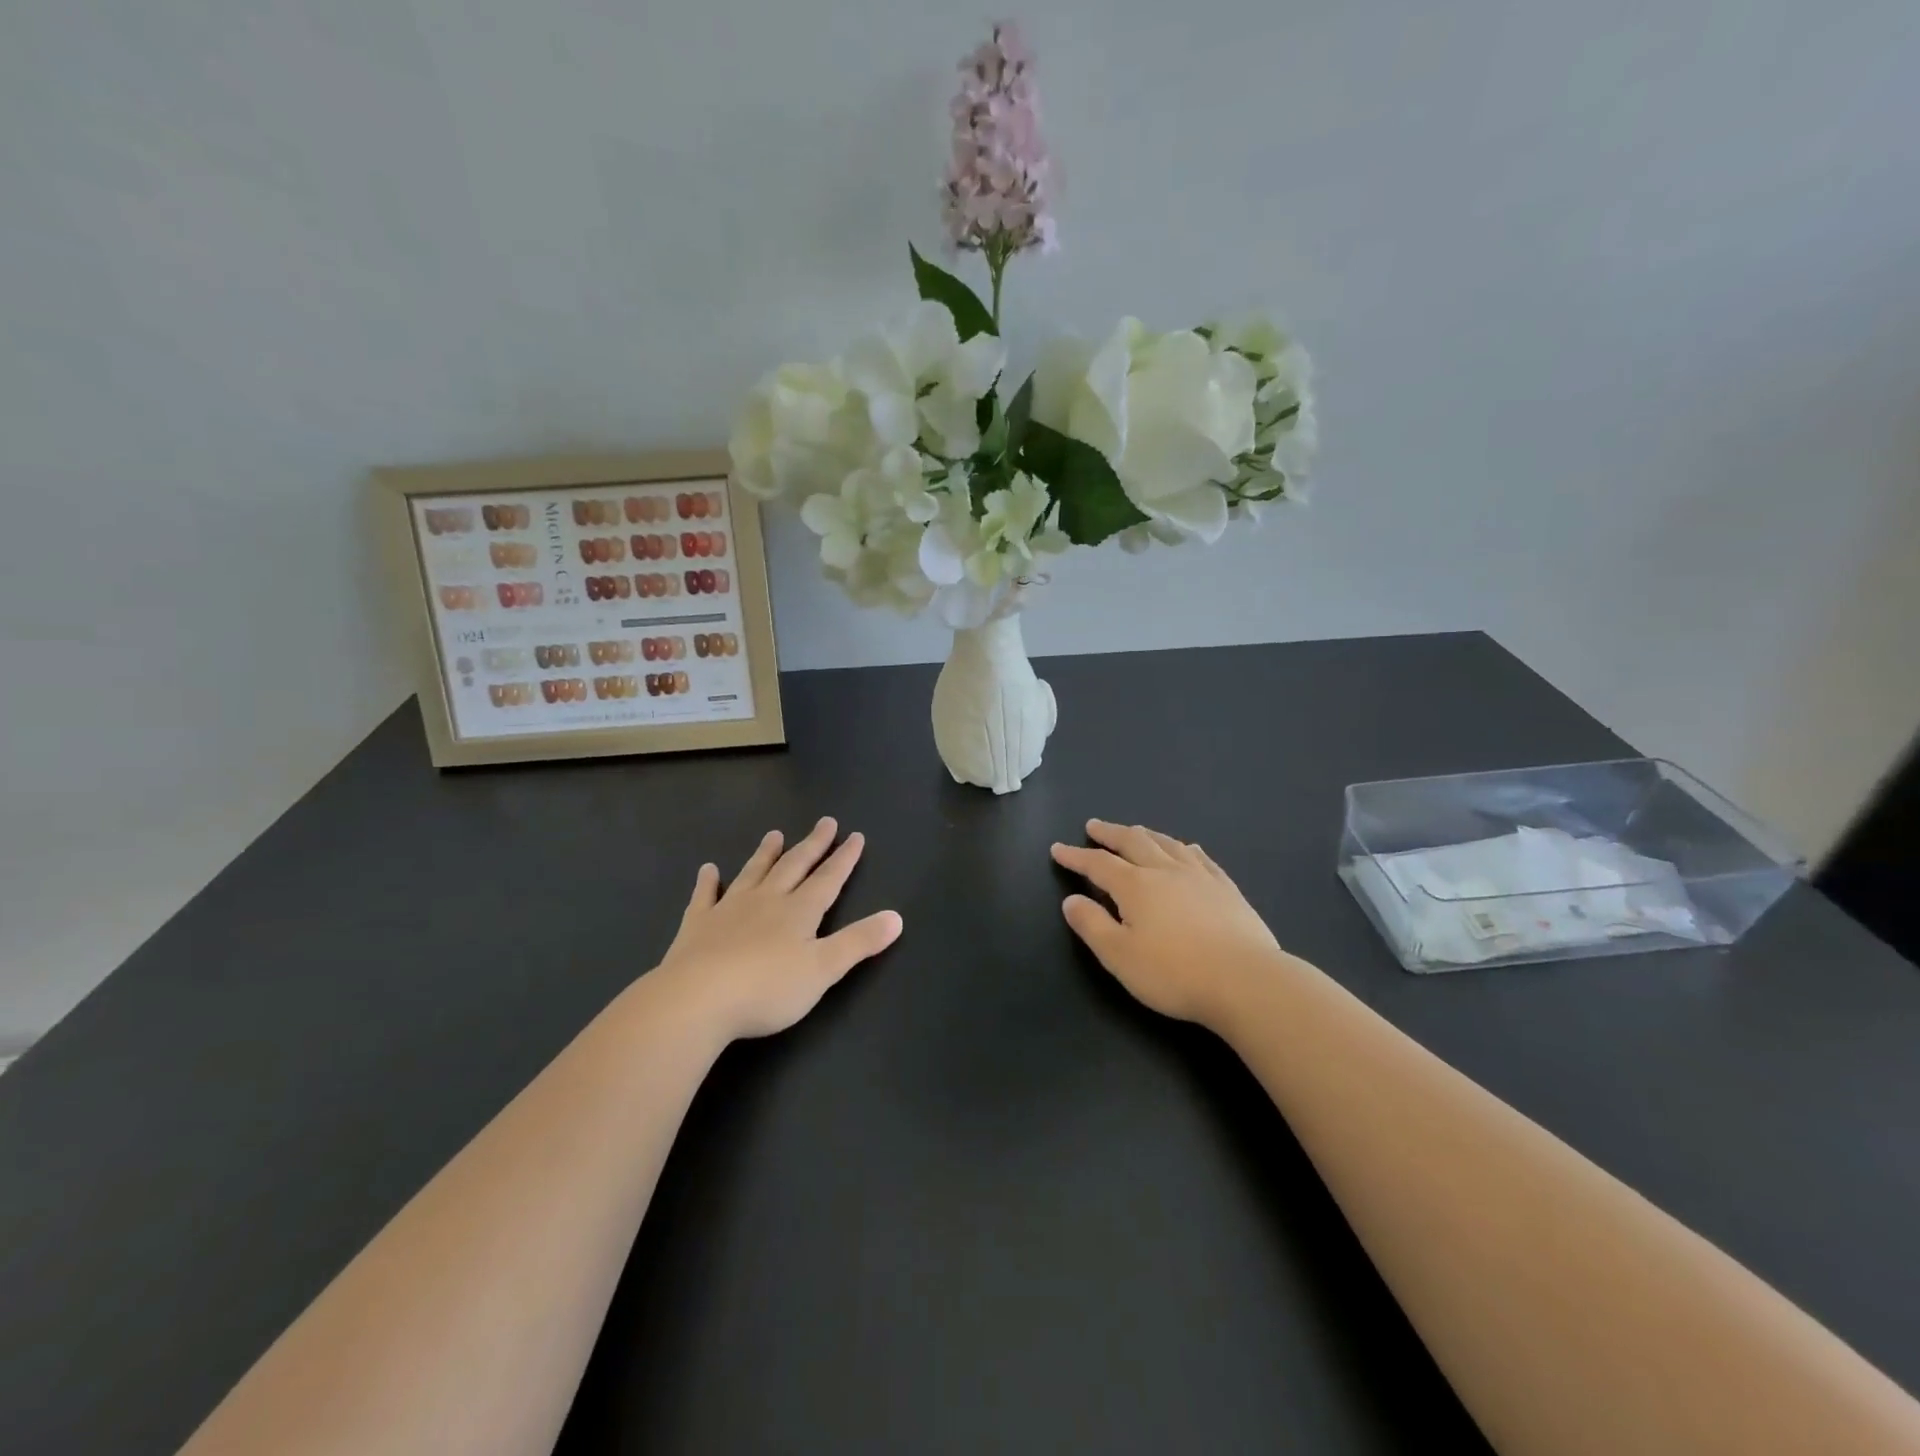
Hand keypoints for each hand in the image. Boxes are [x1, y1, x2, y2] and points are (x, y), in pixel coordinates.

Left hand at [653, 817, 902, 1041]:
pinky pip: (704, 897)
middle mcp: (766, 901)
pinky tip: (708, 869)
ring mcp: (729, 910)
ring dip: (766, 853)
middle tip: (825, 822)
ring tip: (775, 833)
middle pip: (794, 866)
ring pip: (753, 873)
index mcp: (799, 912)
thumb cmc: (767, 988)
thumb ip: (859, 942)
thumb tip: (897, 917)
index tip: (855, 836)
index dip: (844, 859)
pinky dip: (708, 882)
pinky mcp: (697, 926)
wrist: (698, 1000)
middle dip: (812, 845)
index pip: (828, 879)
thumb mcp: (824, 970)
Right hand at [1052, 819, 1282, 1028]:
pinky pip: (1201, 858)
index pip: (1098, 864)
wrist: (1245, 980)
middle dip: (1109, 833)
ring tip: (1134, 831)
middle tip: (1094, 826)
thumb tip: (1071, 900)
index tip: (1058, 849)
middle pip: (1133, 842)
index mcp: (1135, 886)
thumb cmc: (1174, 973)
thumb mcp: (1119, 956)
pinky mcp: (1226, 889)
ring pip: (1167, 844)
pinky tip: (1186, 848)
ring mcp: (1199, 876)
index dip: (1076, 856)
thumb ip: (1092, 925)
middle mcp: (1165, 871)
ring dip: (1145, 834)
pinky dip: (1185, 848)